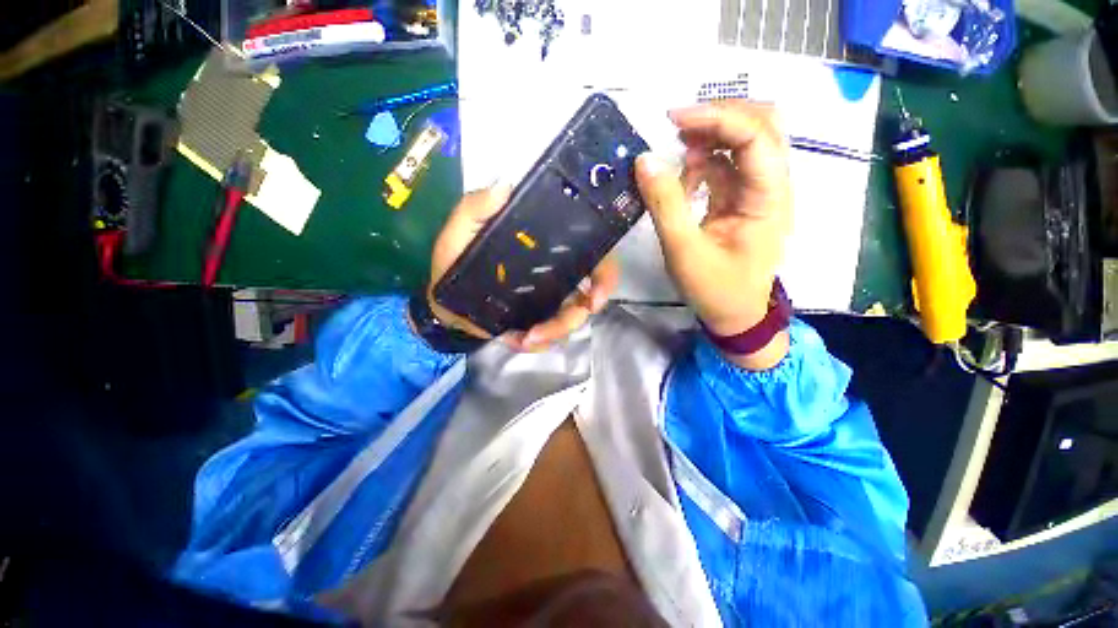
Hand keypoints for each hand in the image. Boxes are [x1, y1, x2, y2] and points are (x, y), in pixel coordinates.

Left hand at [427, 185, 619, 351]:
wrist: (446, 304)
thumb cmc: (455, 263)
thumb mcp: (459, 233)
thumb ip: (475, 209)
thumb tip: (504, 187)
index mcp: (547, 249)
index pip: (591, 256)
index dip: (605, 275)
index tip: (595, 298)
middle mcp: (555, 273)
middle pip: (587, 296)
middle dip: (574, 317)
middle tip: (545, 329)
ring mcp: (549, 299)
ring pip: (569, 320)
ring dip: (552, 333)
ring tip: (525, 338)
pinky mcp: (538, 320)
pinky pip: (550, 337)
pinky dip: (537, 342)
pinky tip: (517, 340)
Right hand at [635, 101, 792, 369]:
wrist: (734, 315)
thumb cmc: (715, 289)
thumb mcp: (684, 251)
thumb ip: (665, 205)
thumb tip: (644, 161)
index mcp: (768, 199)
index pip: (757, 137)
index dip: (718, 118)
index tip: (674, 120)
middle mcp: (771, 187)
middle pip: (761, 125)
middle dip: (719, 117)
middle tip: (677, 126)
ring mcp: (757, 192)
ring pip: (745, 142)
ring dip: (711, 138)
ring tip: (677, 154)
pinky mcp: (741, 200)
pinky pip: (726, 166)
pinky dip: (703, 163)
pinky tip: (684, 178)